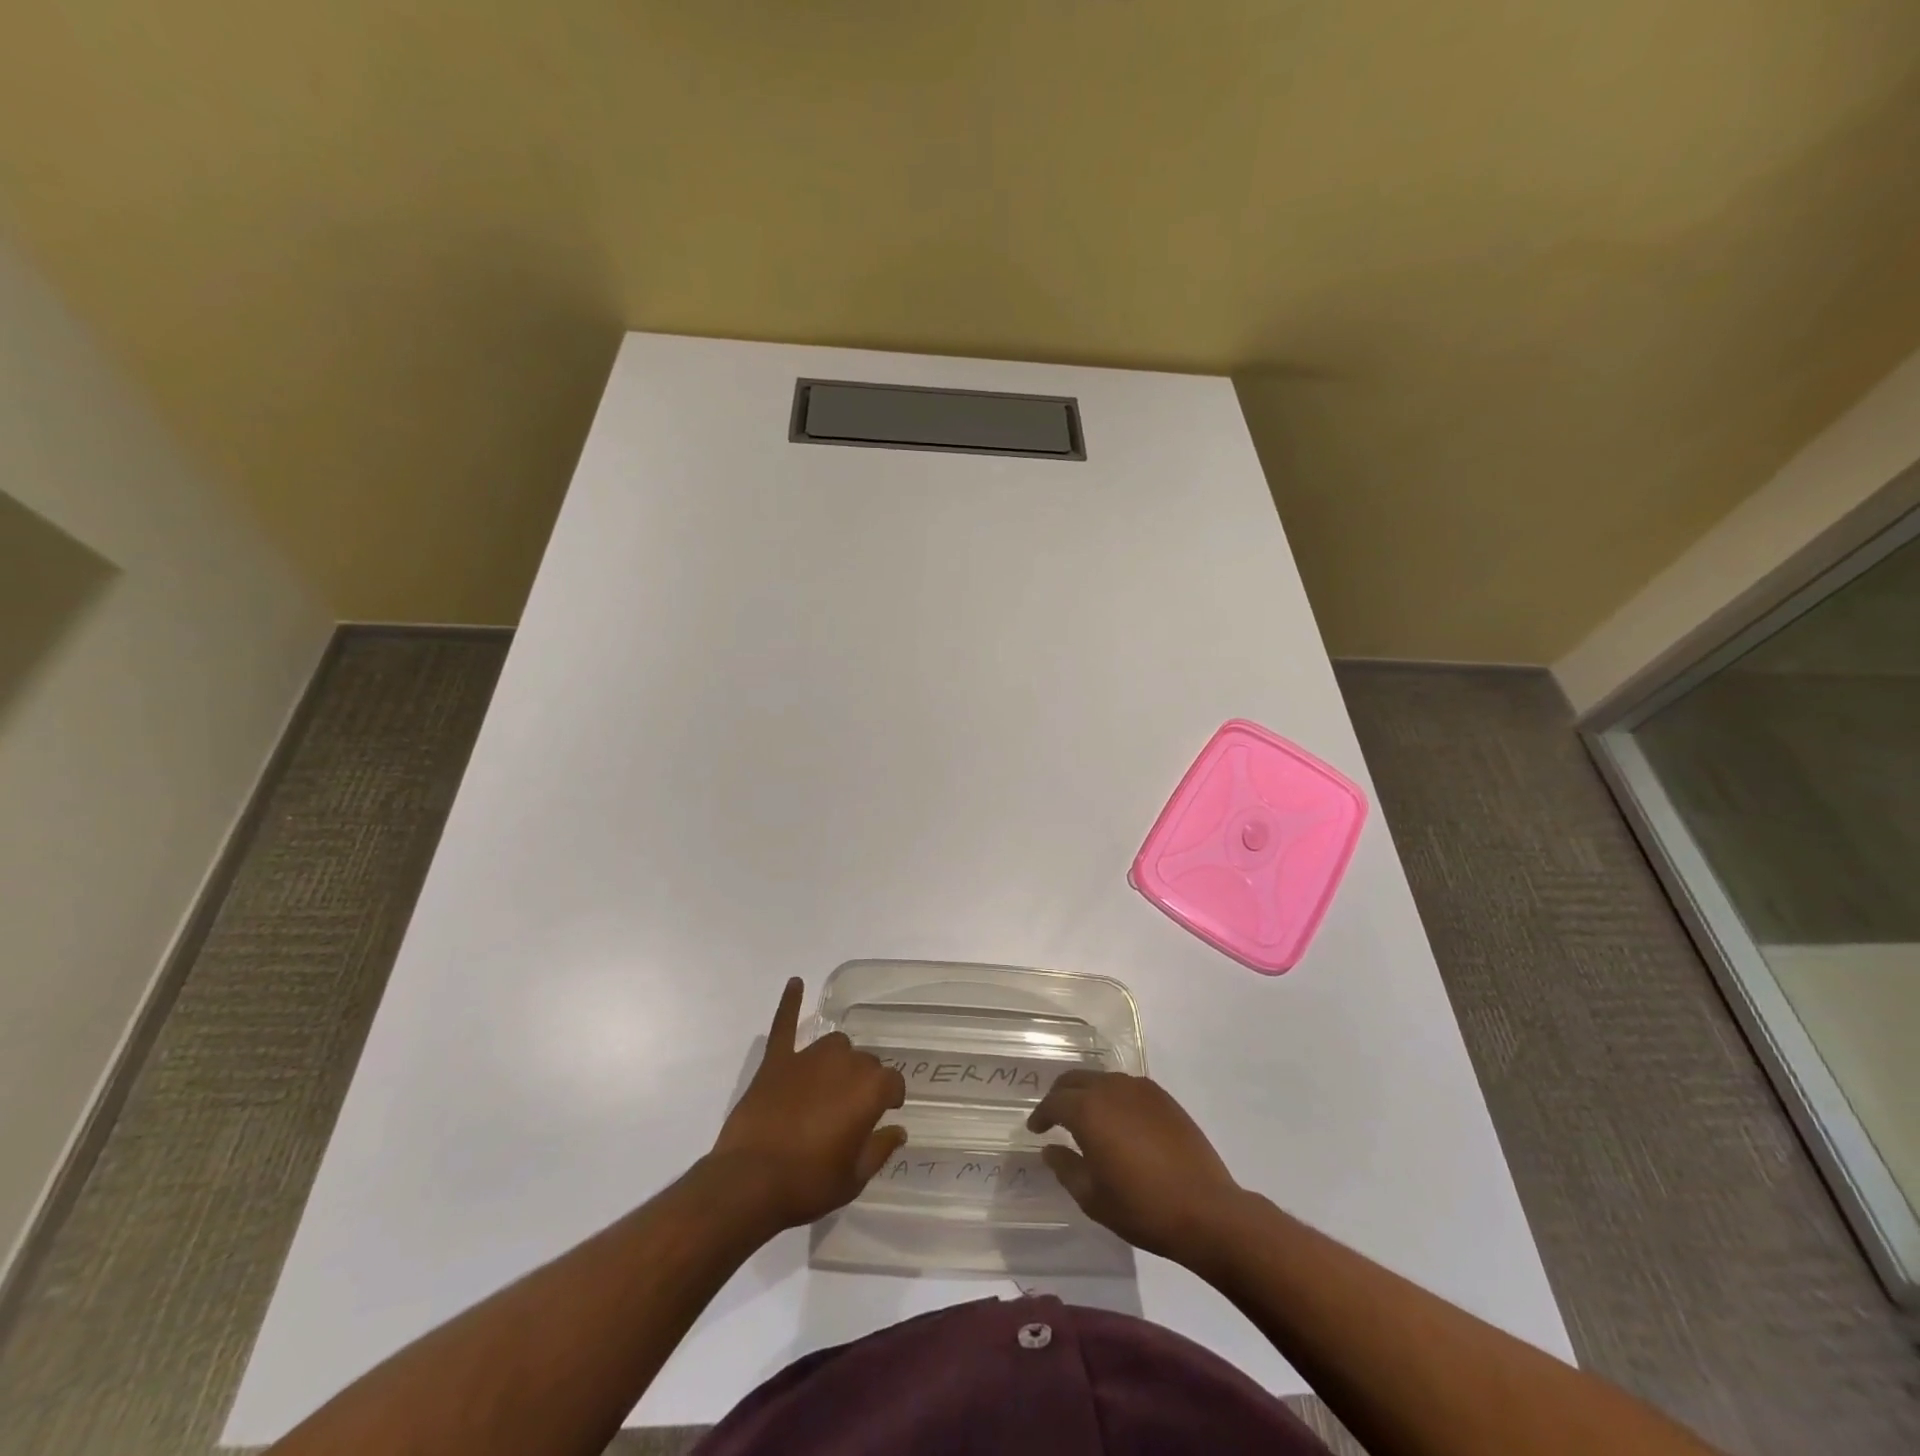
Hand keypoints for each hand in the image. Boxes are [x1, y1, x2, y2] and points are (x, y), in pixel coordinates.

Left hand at [708, 977, 906, 1230]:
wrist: (750, 1183)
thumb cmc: (808, 1183)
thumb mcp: (854, 1178)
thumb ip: (880, 1149)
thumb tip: (898, 1130)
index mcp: (869, 1090)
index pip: (892, 1082)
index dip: (891, 1098)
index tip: (887, 1111)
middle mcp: (843, 1064)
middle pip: (863, 1062)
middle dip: (863, 1081)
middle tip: (851, 1110)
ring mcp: (807, 1058)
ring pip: (834, 1045)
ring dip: (838, 1059)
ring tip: (831, 1082)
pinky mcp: (776, 1062)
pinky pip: (785, 1025)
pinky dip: (790, 1004)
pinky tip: (796, 982)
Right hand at [1027, 1070, 1242, 1263]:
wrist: (1206, 1210)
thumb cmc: (1142, 1207)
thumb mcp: (1093, 1198)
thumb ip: (1066, 1168)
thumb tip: (1051, 1149)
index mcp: (1088, 1110)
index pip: (1054, 1102)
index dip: (1041, 1115)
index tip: (1035, 1129)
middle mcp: (1111, 1089)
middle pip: (1075, 1080)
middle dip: (1060, 1095)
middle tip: (1054, 1117)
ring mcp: (1140, 1089)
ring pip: (1102, 1079)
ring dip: (1087, 1093)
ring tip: (1085, 1118)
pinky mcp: (1163, 1098)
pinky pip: (1126, 1087)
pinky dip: (1112, 1097)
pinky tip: (1118, 1120)